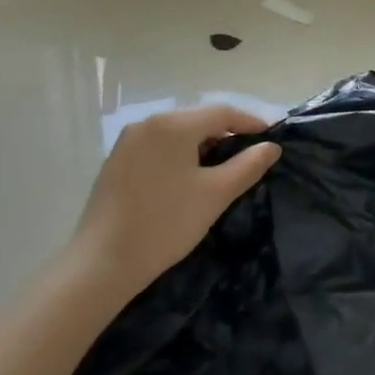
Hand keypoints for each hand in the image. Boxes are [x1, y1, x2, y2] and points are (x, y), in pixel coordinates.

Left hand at [71, 104, 281, 297]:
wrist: (102, 262)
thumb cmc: (165, 224)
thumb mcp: (215, 195)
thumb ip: (248, 166)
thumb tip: (272, 146)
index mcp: (173, 125)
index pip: (221, 112)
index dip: (249, 122)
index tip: (270, 138)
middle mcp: (148, 123)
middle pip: (197, 119)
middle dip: (225, 134)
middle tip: (247, 157)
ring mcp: (127, 141)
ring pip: (176, 133)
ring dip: (201, 145)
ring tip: (219, 170)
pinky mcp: (115, 161)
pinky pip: (156, 147)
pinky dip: (177, 155)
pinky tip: (185, 180)